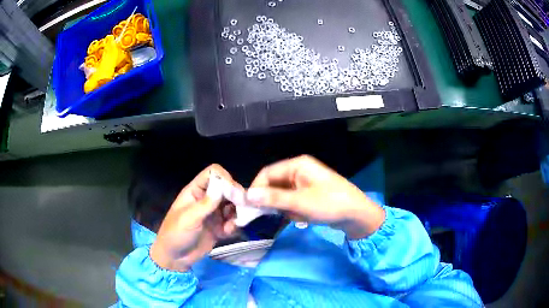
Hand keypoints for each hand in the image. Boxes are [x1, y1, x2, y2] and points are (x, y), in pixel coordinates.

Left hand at [150, 165, 239, 271]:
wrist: (175, 258)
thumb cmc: (175, 234)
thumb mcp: (189, 218)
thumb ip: (206, 204)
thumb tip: (223, 186)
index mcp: (196, 192)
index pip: (213, 174)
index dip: (224, 178)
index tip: (232, 192)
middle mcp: (207, 200)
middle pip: (227, 189)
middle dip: (236, 197)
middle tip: (242, 208)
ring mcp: (214, 214)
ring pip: (233, 205)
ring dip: (237, 212)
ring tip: (234, 223)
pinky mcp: (219, 227)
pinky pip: (232, 222)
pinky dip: (234, 225)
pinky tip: (228, 232)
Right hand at [247, 155, 384, 238]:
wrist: (357, 215)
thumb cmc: (330, 204)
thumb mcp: (300, 202)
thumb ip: (273, 198)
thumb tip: (247, 195)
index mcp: (297, 165)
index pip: (267, 173)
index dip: (256, 188)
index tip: (249, 206)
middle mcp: (299, 171)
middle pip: (274, 184)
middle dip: (271, 201)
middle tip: (268, 216)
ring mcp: (304, 184)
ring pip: (282, 195)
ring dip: (284, 208)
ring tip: (295, 217)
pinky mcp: (308, 195)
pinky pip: (291, 202)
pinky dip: (293, 211)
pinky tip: (303, 218)